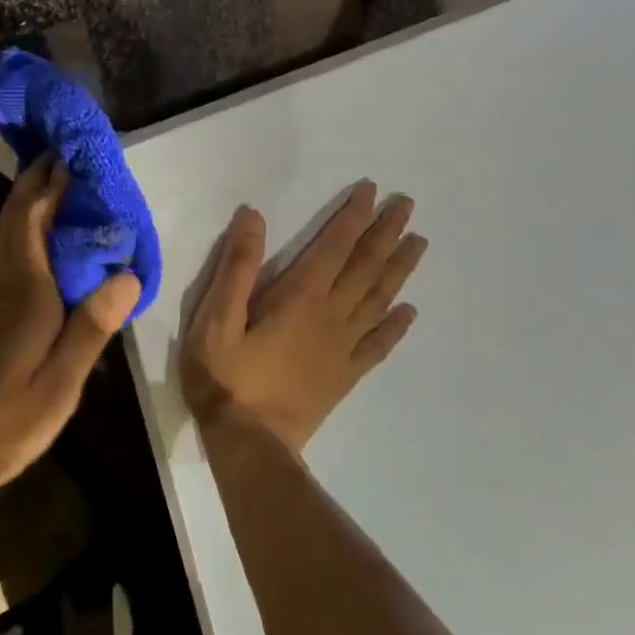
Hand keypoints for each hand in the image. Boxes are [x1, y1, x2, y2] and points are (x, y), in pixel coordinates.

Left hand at [0, 155, 140, 499]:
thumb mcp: (56, 389)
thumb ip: (90, 328)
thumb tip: (128, 274)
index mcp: (25, 288)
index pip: (37, 215)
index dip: (56, 180)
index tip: (78, 151)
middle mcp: (2, 278)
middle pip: (18, 214)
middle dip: (41, 179)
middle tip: (72, 155)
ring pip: (8, 230)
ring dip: (31, 200)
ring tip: (61, 186)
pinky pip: (7, 250)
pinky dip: (24, 228)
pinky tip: (40, 242)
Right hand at [181, 182, 425, 451]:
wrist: (250, 444)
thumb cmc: (226, 376)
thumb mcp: (216, 316)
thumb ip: (237, 266)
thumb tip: (253, 216)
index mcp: (300, 298)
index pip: (333, 247)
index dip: (352, 217)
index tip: (372, 191)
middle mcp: (330, 316)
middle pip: (365, 267)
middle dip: (386, 233)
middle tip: (408, 205)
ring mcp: (342, 348)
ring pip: (379, 300)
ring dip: (399, 269)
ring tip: (418, 243)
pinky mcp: (344, 376)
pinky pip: (378, 345)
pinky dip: (396, 326)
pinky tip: (409, 312)